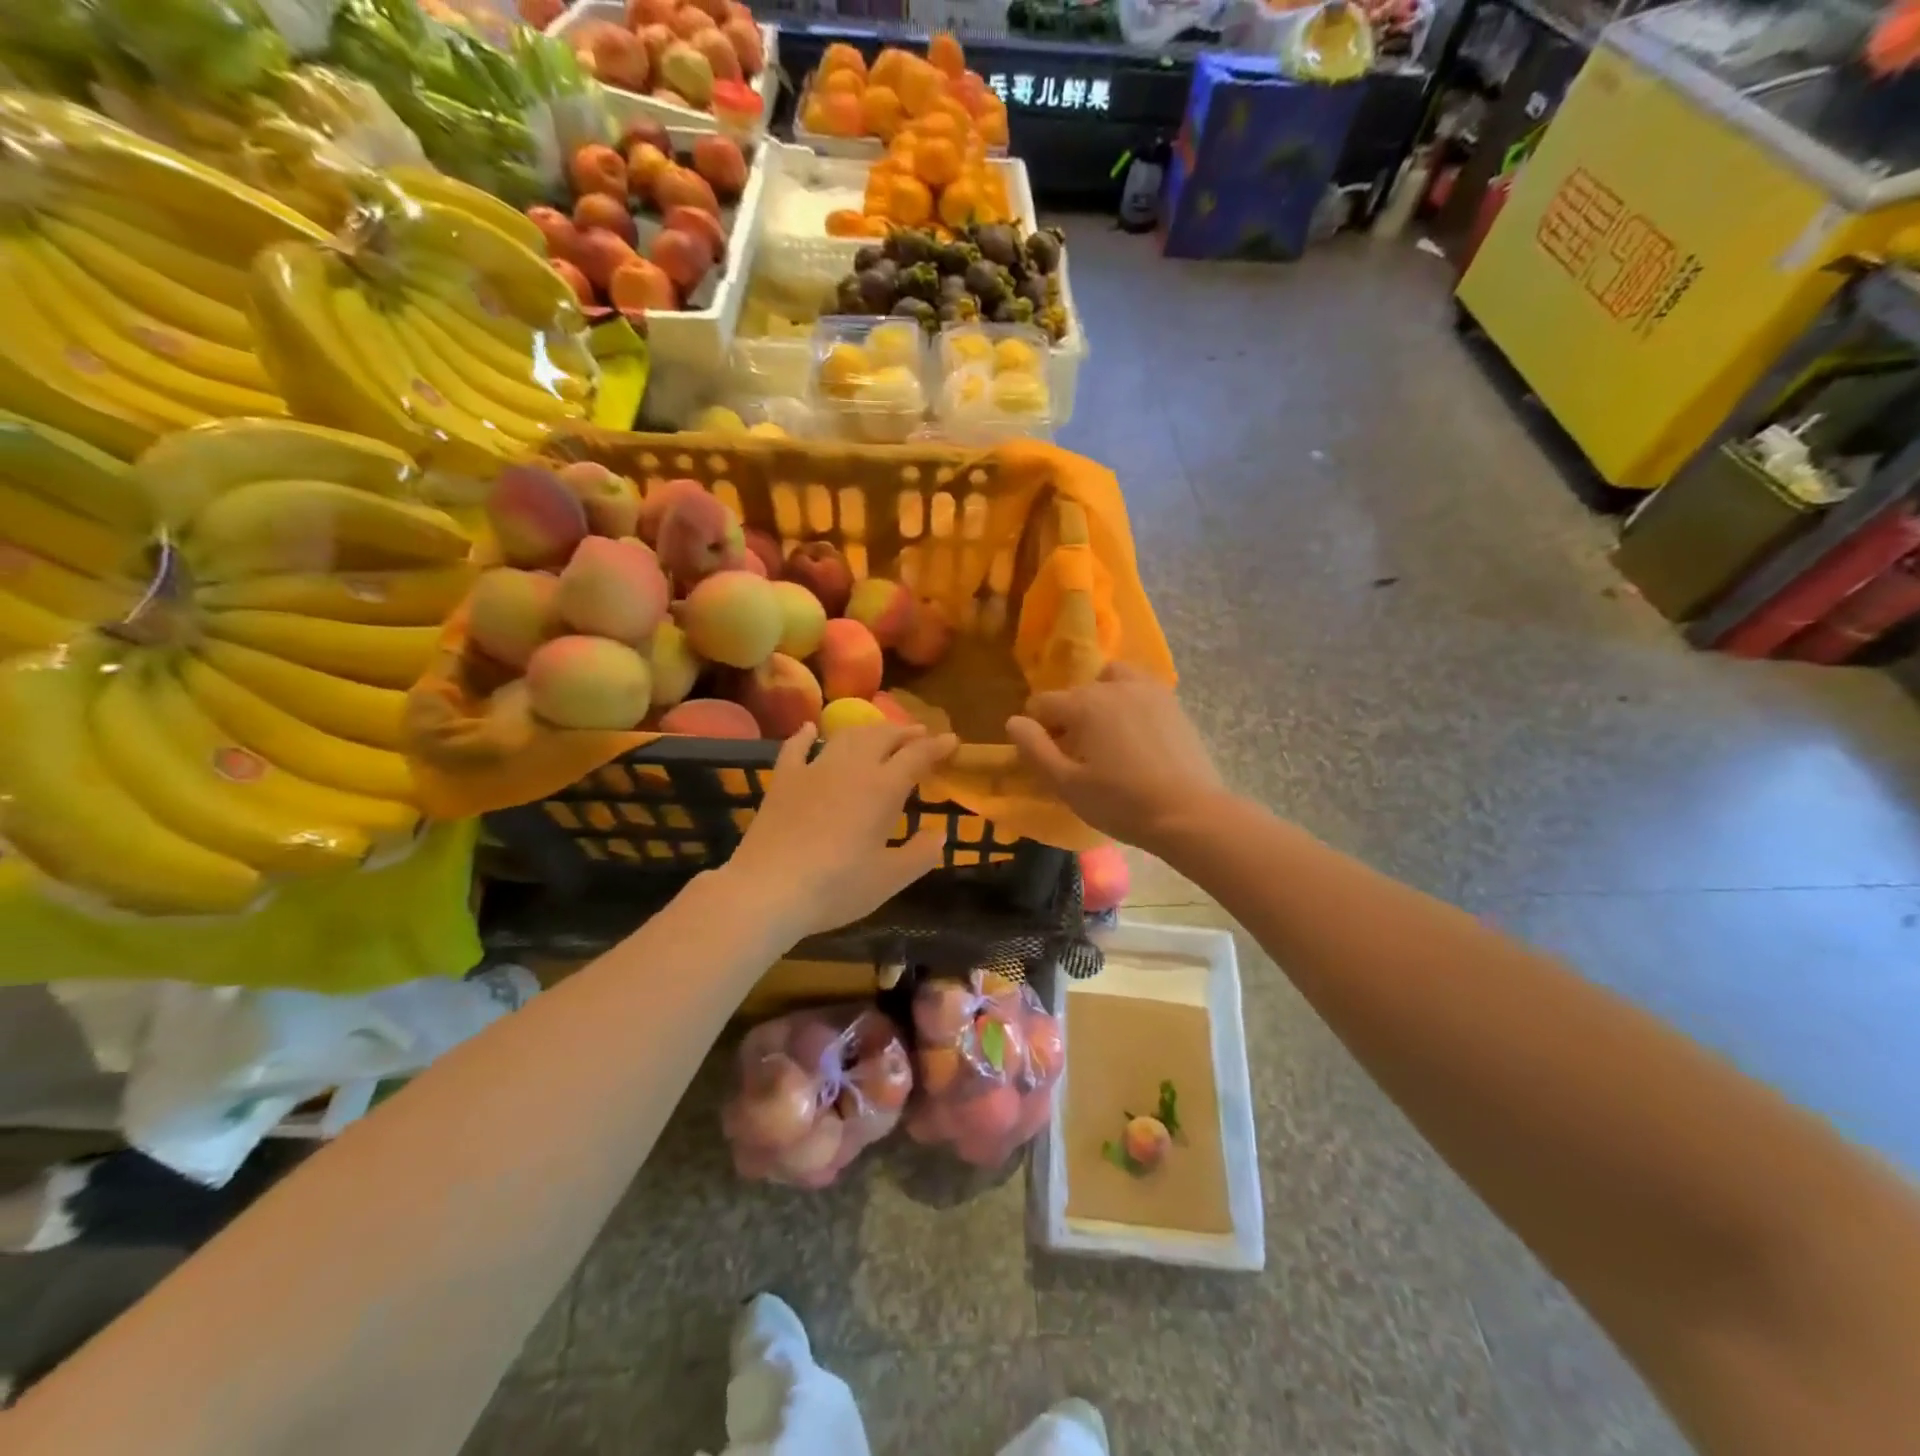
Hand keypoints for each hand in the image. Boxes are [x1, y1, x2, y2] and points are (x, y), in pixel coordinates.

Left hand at [725, 721, 958, 942]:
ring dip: (868, 730)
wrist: (768, 890)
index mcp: (883, 789)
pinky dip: (805, 735)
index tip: (952, 740)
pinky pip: (795, 748)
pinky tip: (810, 729)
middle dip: (905, 731)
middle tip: (920, 733)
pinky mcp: (783, 780)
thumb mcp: (888, 879)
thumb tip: (939, 835)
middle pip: (883, 736)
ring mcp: (813, 770)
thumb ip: (919, 855)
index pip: (917, 756)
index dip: (937, 746)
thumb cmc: (836, 887)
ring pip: (846, 737)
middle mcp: (851, 768)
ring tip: (880, 733)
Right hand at [1006, 662, 1225, 850]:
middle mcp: (1114, 687)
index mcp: (1084, 704)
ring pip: (1111, 679)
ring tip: (1107, 732)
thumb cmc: (1120, 803)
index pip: (1043, 703)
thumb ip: (1034, 750)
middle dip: (1069, 716)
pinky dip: (1129, 701)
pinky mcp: (1173, 704)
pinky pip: (1141, 689)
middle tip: (1078, 755)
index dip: (1038, 729)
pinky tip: (1136, 734)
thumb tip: (1014, 722)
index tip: (1050, 757)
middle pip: (1077, 692)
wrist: (1188, 813)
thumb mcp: (1066, 785)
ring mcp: (1148, 691)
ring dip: (1101, 697)